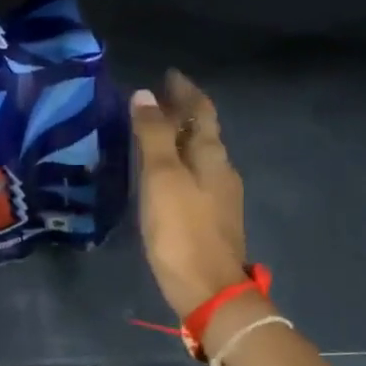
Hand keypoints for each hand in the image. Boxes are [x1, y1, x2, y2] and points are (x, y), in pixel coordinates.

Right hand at [131, 72, 249, 317]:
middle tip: (154, 100)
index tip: (168, 75)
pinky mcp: (211, 219)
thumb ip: (153, 136)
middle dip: (181, 113)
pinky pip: (194, 177)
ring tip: (153, 133)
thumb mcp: (162, 179)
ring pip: (199, 156)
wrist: (209, 290)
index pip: (201, 111)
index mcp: (212, 156)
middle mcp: (221, 170)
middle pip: (202, 132)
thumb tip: (144, 95)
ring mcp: (219, 197)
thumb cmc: (182, 231)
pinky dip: (178, 164)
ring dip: (179, 139)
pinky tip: (163, 174)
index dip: (185, 91)